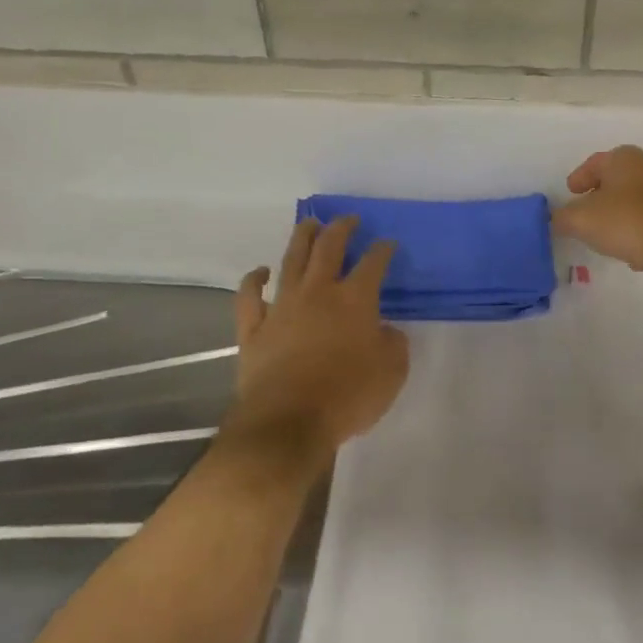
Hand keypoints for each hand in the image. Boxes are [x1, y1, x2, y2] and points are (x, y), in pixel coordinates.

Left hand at [226, 217, 408, 467]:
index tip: (387, 244)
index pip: (373, 263)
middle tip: (347, 219)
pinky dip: (254, 279)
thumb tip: (385, 330)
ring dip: (302, 238)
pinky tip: (261, 271)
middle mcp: (318, 292)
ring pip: (291, 260)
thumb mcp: (391, 373)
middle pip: (328, 247)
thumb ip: (393, 344)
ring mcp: (282, 306)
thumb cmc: (347, 397)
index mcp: (354, 300)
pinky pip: (250, 295)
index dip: (382, 250)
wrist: (287, 422)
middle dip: (341, 228)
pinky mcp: (254, 328)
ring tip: (310, 224)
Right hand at [551, 145, 642, 290]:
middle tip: (588, 215)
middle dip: (603, 198)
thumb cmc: (628, 220)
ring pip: (640, 203)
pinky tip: (637, 256)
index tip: (571, 192)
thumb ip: (563, 218)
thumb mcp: (582, 220)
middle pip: (620, 181)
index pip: (596, 162)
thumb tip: (555, 220)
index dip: (580, 177)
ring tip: (610, 241)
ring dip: (624, 219)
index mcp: (625, 159)